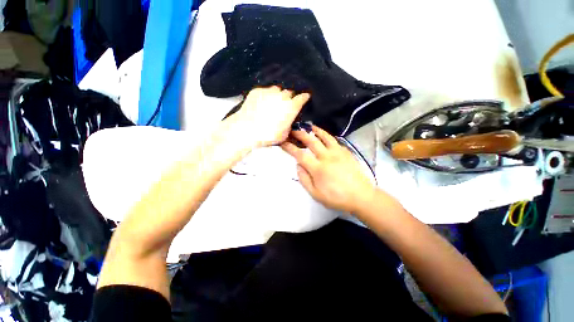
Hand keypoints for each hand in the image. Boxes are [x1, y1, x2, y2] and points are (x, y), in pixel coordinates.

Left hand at [229, 86, 309, 147]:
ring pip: (277, 90)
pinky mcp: (257, 91)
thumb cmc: (268, 135)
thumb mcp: (284, 135)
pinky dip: (265, 95)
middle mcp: (282, 96)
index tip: (305, 97)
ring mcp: (269, 91)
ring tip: (272, 103)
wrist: (247, 130)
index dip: (304, 97)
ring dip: (277, 95)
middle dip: (289, 98)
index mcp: (291, 107)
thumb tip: (288, 122)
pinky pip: (265, 91)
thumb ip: (289, 125)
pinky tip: (261, 103)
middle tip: (285, 105)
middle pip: (289, 92)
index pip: (302, 97)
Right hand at [281, 125, 375, 213]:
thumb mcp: (316, 194)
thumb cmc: (337, 198)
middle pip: (311, 141)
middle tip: (293, 130)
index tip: (283, 143)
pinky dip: (327, 136)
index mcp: (318, 169)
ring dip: (315, 130)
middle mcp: (327, 157)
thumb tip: (298, 165)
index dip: (290, 148)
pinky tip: (324, 136)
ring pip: (325, 137)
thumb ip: (304, 179)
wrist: (361, 196)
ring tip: (309, 126)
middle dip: (300, 134)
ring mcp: (338, 153)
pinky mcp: (346, 152)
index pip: (300, 155)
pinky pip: (334, 140)